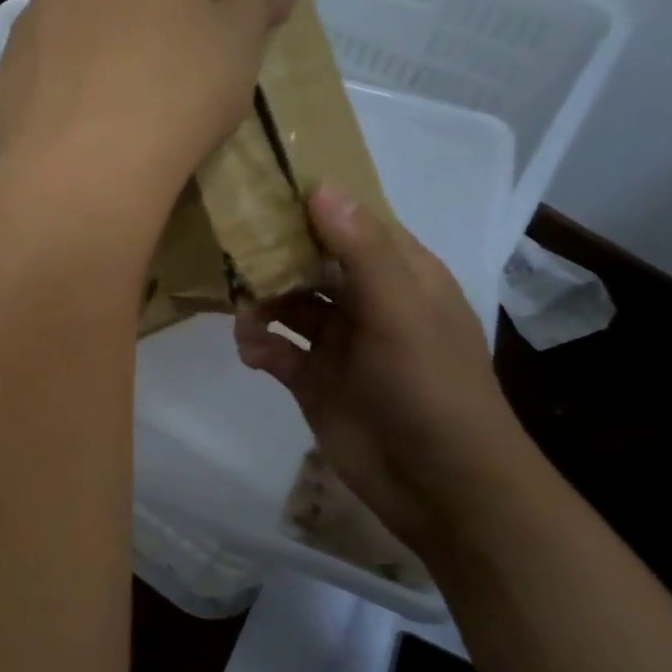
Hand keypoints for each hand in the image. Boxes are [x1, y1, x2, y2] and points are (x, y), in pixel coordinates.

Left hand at [0, 0, 302, 235]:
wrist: (84, 170)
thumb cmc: (174, 94)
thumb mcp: (235, 49)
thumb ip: (255, 2)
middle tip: (125, 0)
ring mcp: (30, 24)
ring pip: (45, 0)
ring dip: (69, 16)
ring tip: (100, 67)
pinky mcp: (4, 76)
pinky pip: (27, 56)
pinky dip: (47, 68)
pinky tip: (70, 108)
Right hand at [233, 183, 536, 554]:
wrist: (439, 485)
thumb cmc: (429, 388)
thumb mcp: (400, 312)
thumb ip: (360, 250)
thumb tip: (321, 187)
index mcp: (400, 275)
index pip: (352, 223)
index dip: (312, 205)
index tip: (261, 188)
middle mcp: (366, 300)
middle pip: (310, 260)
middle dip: (273, 255)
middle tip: (232, 250)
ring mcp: (338, 341)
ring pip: (286, 302)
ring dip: (260, 302)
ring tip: (243, 315)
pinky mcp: (312, 378)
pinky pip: (274, 348)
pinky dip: (257, 344)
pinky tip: (251, 352)